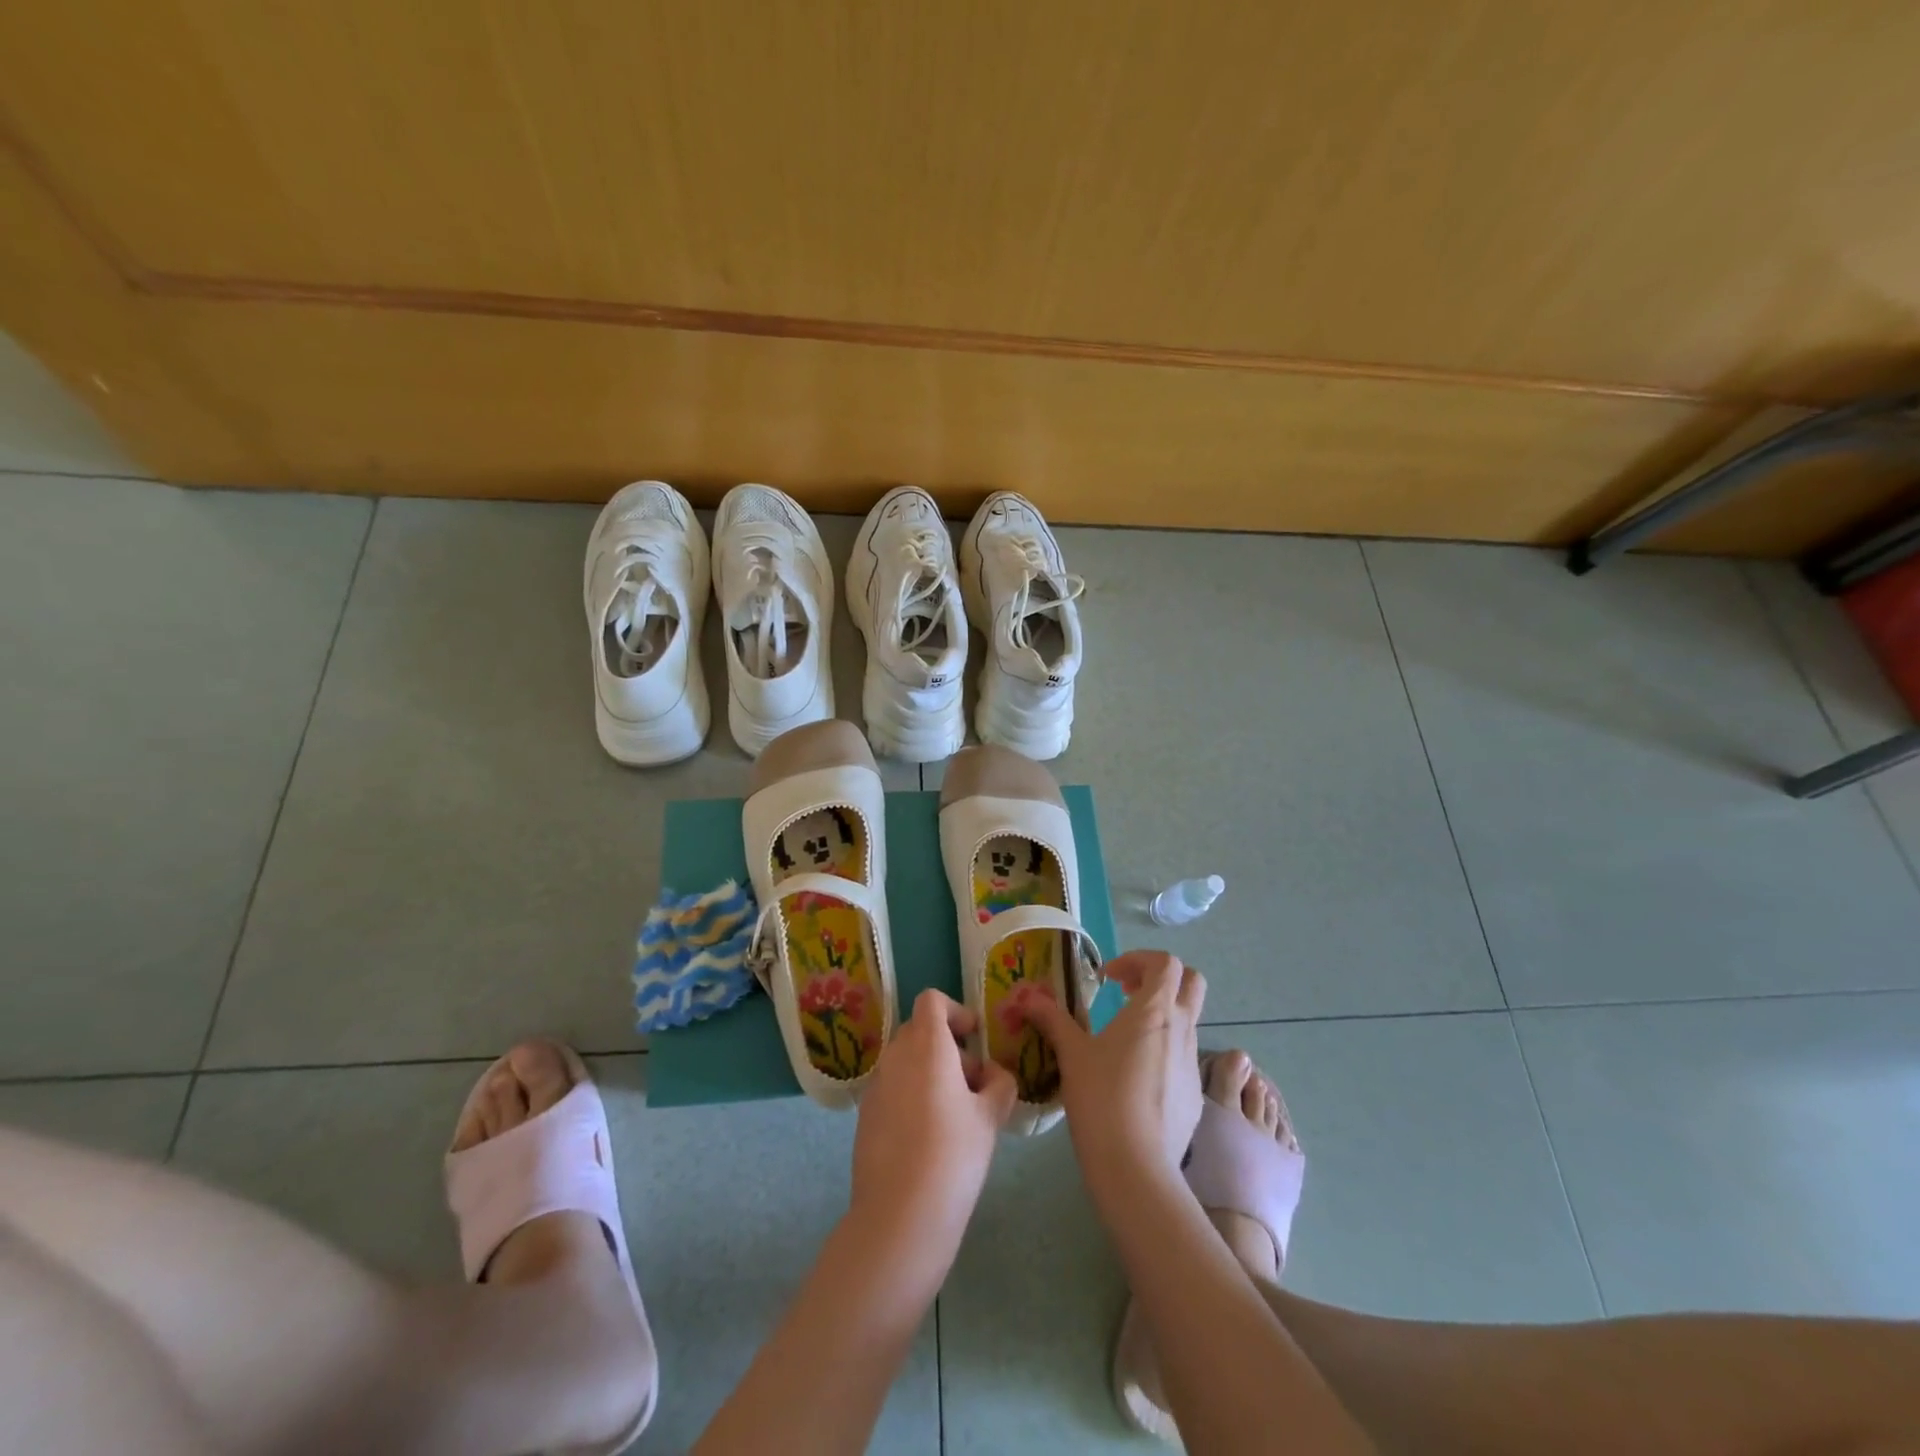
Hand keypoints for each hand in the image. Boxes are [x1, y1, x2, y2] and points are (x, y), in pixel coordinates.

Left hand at [849, 989, 1016, 1263]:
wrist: (900, 1215)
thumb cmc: (954, 1155)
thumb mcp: (990, 1117)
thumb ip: (999, 1084)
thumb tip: (991, 1075)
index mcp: (927, 1045)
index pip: (931, 1000)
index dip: (955, 1011)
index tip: (973, 1038)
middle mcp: (896, 1056)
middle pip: (919, 1030)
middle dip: (947, 1046)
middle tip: (972, 1083)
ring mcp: (876, 1085)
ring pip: (905, 1060)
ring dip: (930, 1071)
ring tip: (955, 1114)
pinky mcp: (865, 1115)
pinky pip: (892, 1088)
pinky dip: (911, 1095)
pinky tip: (929, 1137)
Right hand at [1018, 950, 1206, 1204]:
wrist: (1136, 1167)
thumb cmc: (1101, 1097)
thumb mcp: (1071, 1053)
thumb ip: (1052, 1019)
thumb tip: (1028, 997)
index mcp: (1155, 1010)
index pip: (1166, 963)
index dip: (1138, 960)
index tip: (1109, 979)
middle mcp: (1182, 1029)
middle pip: (1192, 982)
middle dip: (1161, 979)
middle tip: (1127, 993)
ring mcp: (1192, 1064)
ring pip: (1188, 1021)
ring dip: (1160, 1017)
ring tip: (1123, 1039)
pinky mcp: (1194, 1096)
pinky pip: (1183, 1059)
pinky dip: (1163, 1052)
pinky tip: (1134, 1079)